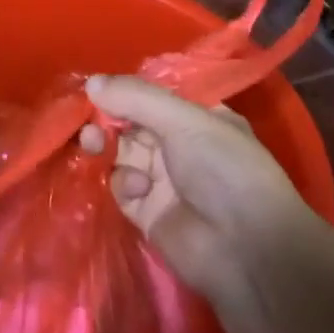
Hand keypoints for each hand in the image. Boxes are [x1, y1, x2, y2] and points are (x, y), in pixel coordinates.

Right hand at [80, 74, 309, 304]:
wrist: (246, 250)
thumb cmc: (224, 169)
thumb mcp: (184, 120)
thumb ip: (136, 98)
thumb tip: (91, 82)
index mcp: (198, 117)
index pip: (153, 96)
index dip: (125, 91)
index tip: (97, 88)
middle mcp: (180, 145)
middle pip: (133, 123)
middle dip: (108, 118)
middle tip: (87, 119)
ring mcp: (164, 179)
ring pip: (122, 153)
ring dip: (105, 145)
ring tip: (94, 143)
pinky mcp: (148, 212)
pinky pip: (121, 186)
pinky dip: (122, 182)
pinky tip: (136, 187)